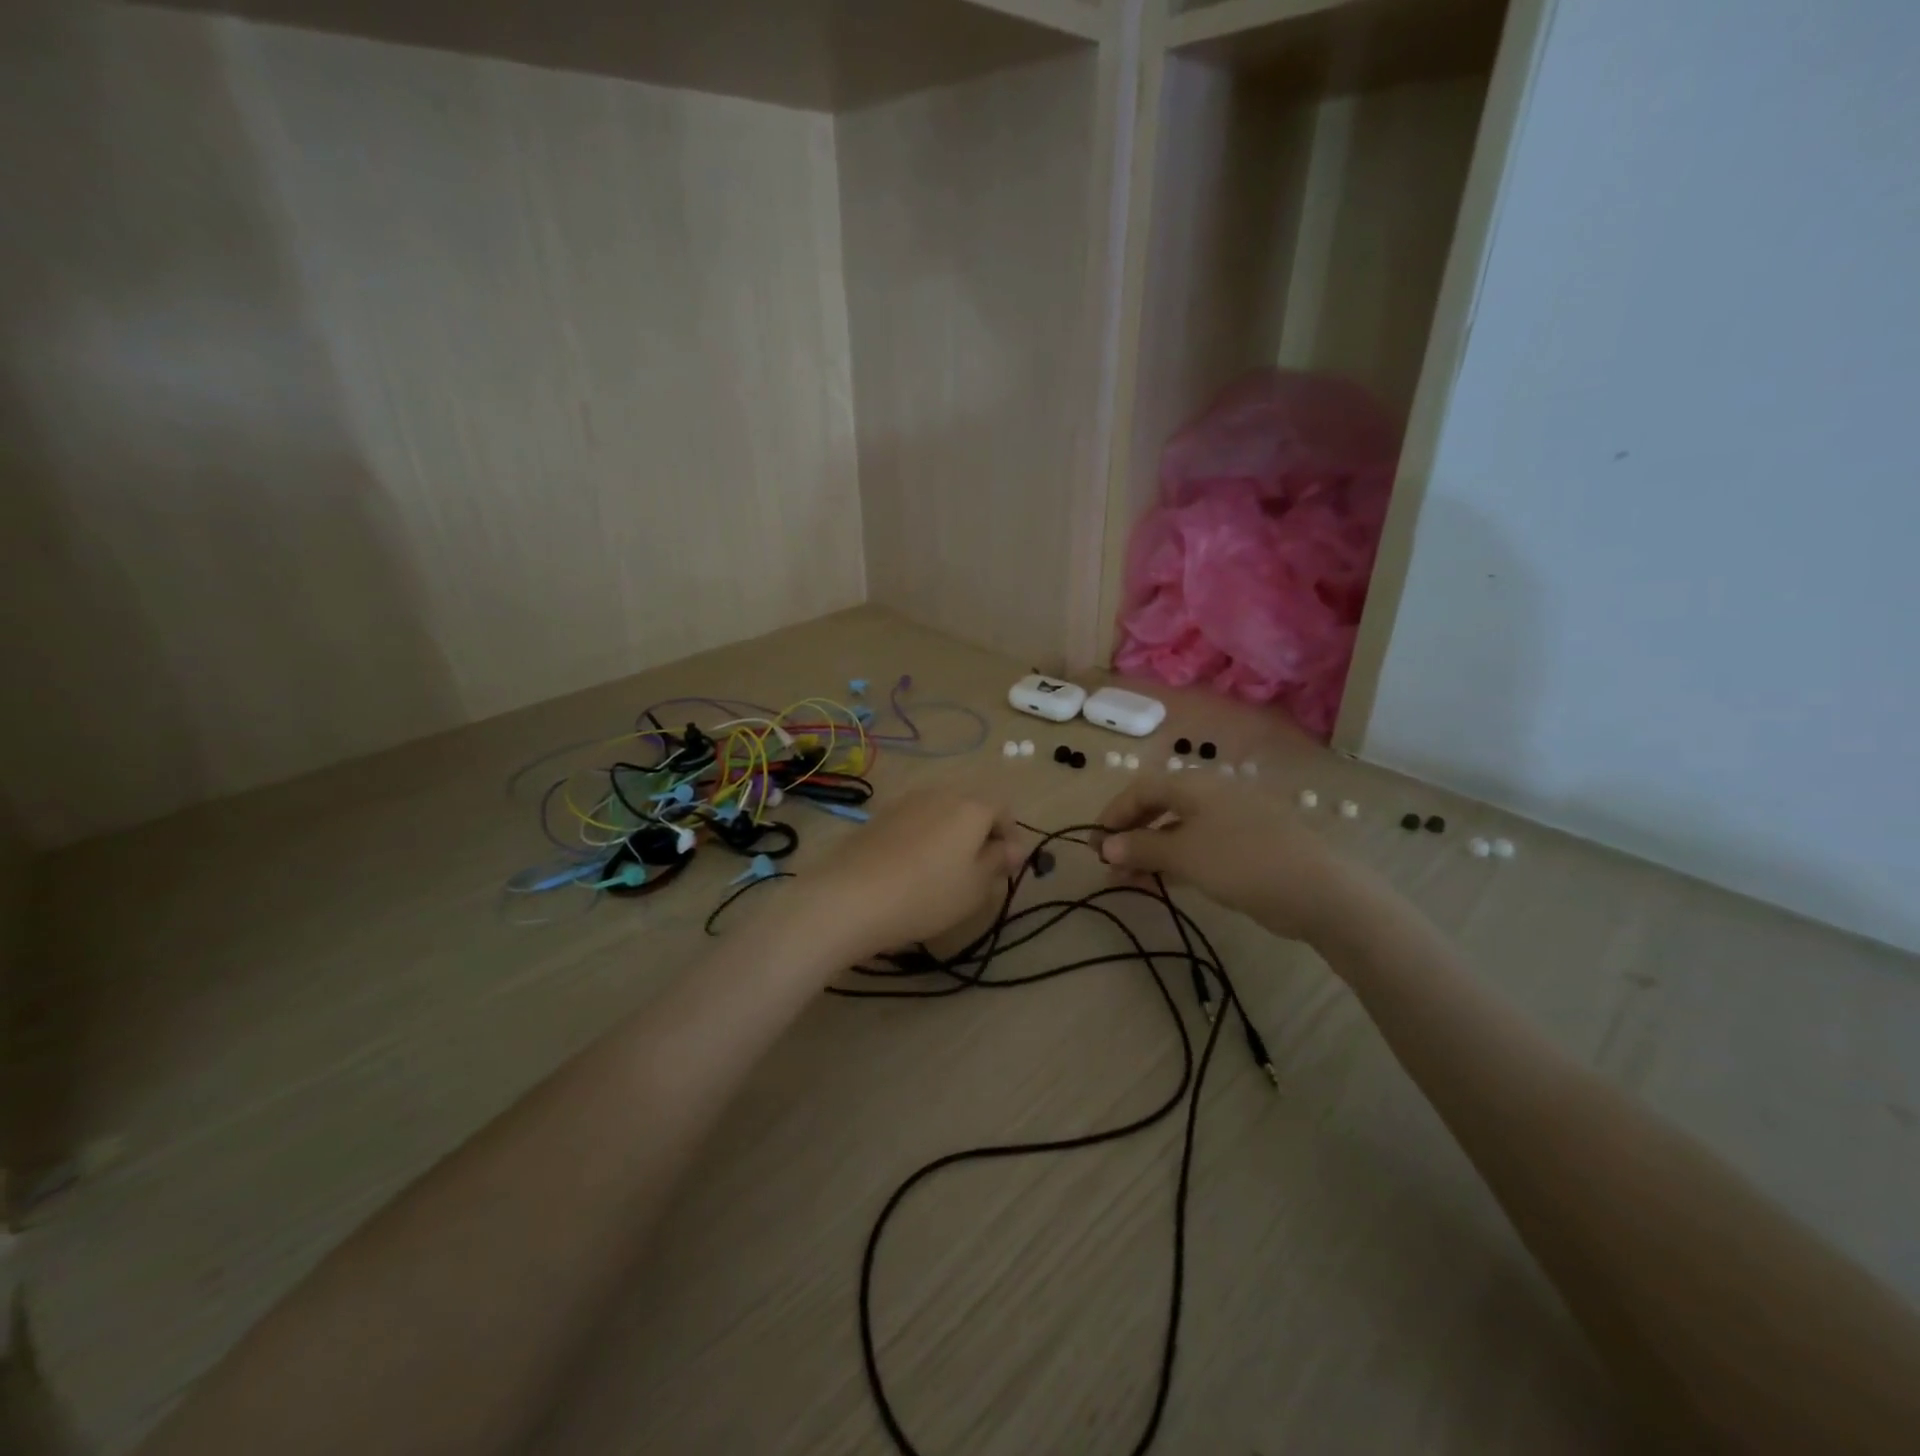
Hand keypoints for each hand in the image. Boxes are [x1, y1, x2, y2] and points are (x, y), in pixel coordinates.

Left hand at [804, 787, 1022, 960]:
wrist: (852, 897)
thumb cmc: (928, 894)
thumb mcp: (976, 886)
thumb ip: (998, 861)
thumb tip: (1014, 847)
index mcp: (972, 807)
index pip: (1004, 811)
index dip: (1010, 837)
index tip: (1007, 868)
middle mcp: (940, 794)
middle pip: (971, 809)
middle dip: (980, 835)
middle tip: (977, 872)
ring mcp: (906, 802)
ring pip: (941, 814)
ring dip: (949, 836)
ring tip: (942, 873)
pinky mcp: (879, 817)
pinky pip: (914, 823)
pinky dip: (922, 839)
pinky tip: (911, 870)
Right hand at [1095, 773, 1378, 945]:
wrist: (1316, 891)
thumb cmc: (1241, 861)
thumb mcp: (1183, 854)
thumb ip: (1140, 848)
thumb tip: (1105, 847)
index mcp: (1195, 785)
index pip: (1142, 789)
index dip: (1114, 813)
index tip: (1094, 842)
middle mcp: (1210, 797)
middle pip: (1158, 809)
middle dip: (1129, 835)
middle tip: (1107, 863)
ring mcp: (1229, 823)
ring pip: (1176, 832)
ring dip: (1147, 853)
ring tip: (1125, 881)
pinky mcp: (1243, 849)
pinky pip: (1196, 849)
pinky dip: (1173, 862)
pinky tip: (1158, 883)